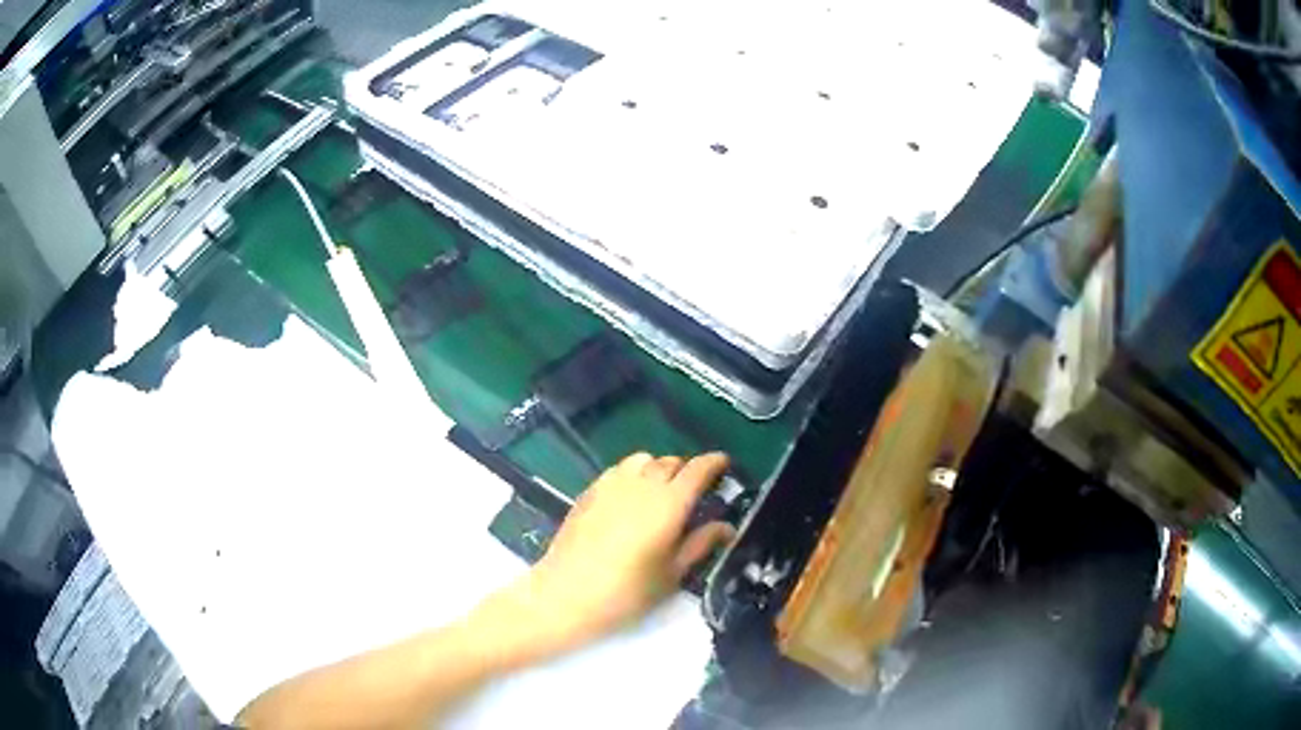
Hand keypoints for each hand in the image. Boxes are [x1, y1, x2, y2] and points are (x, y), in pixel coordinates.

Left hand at [501, 452, 735, 659]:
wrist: (567, 594)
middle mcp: (642, 484)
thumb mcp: (672, 574)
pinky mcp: (589, 491)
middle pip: (670, 462)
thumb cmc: (628, 592)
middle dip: (686, 470)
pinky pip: (618, 470)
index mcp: (669, 503)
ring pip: (642, 460)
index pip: (698, 469)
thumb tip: (726, 526)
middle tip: (693, 491)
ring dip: (657, 468)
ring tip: (660, 491)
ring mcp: (611, 484)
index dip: (714, 463)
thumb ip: (700, 544)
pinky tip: (630, 497)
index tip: (724, 464)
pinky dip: (632, 474)